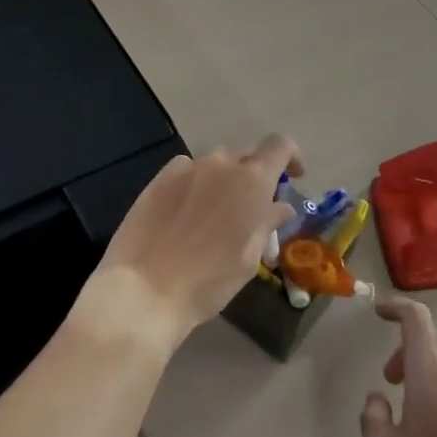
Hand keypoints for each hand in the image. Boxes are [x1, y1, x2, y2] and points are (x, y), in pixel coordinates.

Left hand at [72, 134, 301, 353]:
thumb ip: (266, 223)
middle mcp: (220, 164)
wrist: (144, 290)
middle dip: (256, 174)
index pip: (280, 145)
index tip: (292, 178)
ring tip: (218, 212)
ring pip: (216, 163)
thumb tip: (280, 207)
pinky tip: (188, 211)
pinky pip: (187, 169)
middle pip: (247, 154)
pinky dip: (196, 182)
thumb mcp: (248, 258)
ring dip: (225, 179)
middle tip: (253, 207)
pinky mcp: (158, 178)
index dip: (291, 157)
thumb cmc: (208, 281)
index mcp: (251, 181)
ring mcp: (186, 168)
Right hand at [360, 297, 436, 436]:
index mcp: (430, 370)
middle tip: (390, 377)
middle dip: (404, 348)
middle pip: (430, 337)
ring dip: (423, 367)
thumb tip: (378, 400)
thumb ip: (372, 416)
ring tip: (409, 404)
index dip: (395, 307)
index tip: (379, 312)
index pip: (416, 317)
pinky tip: (433, 423)